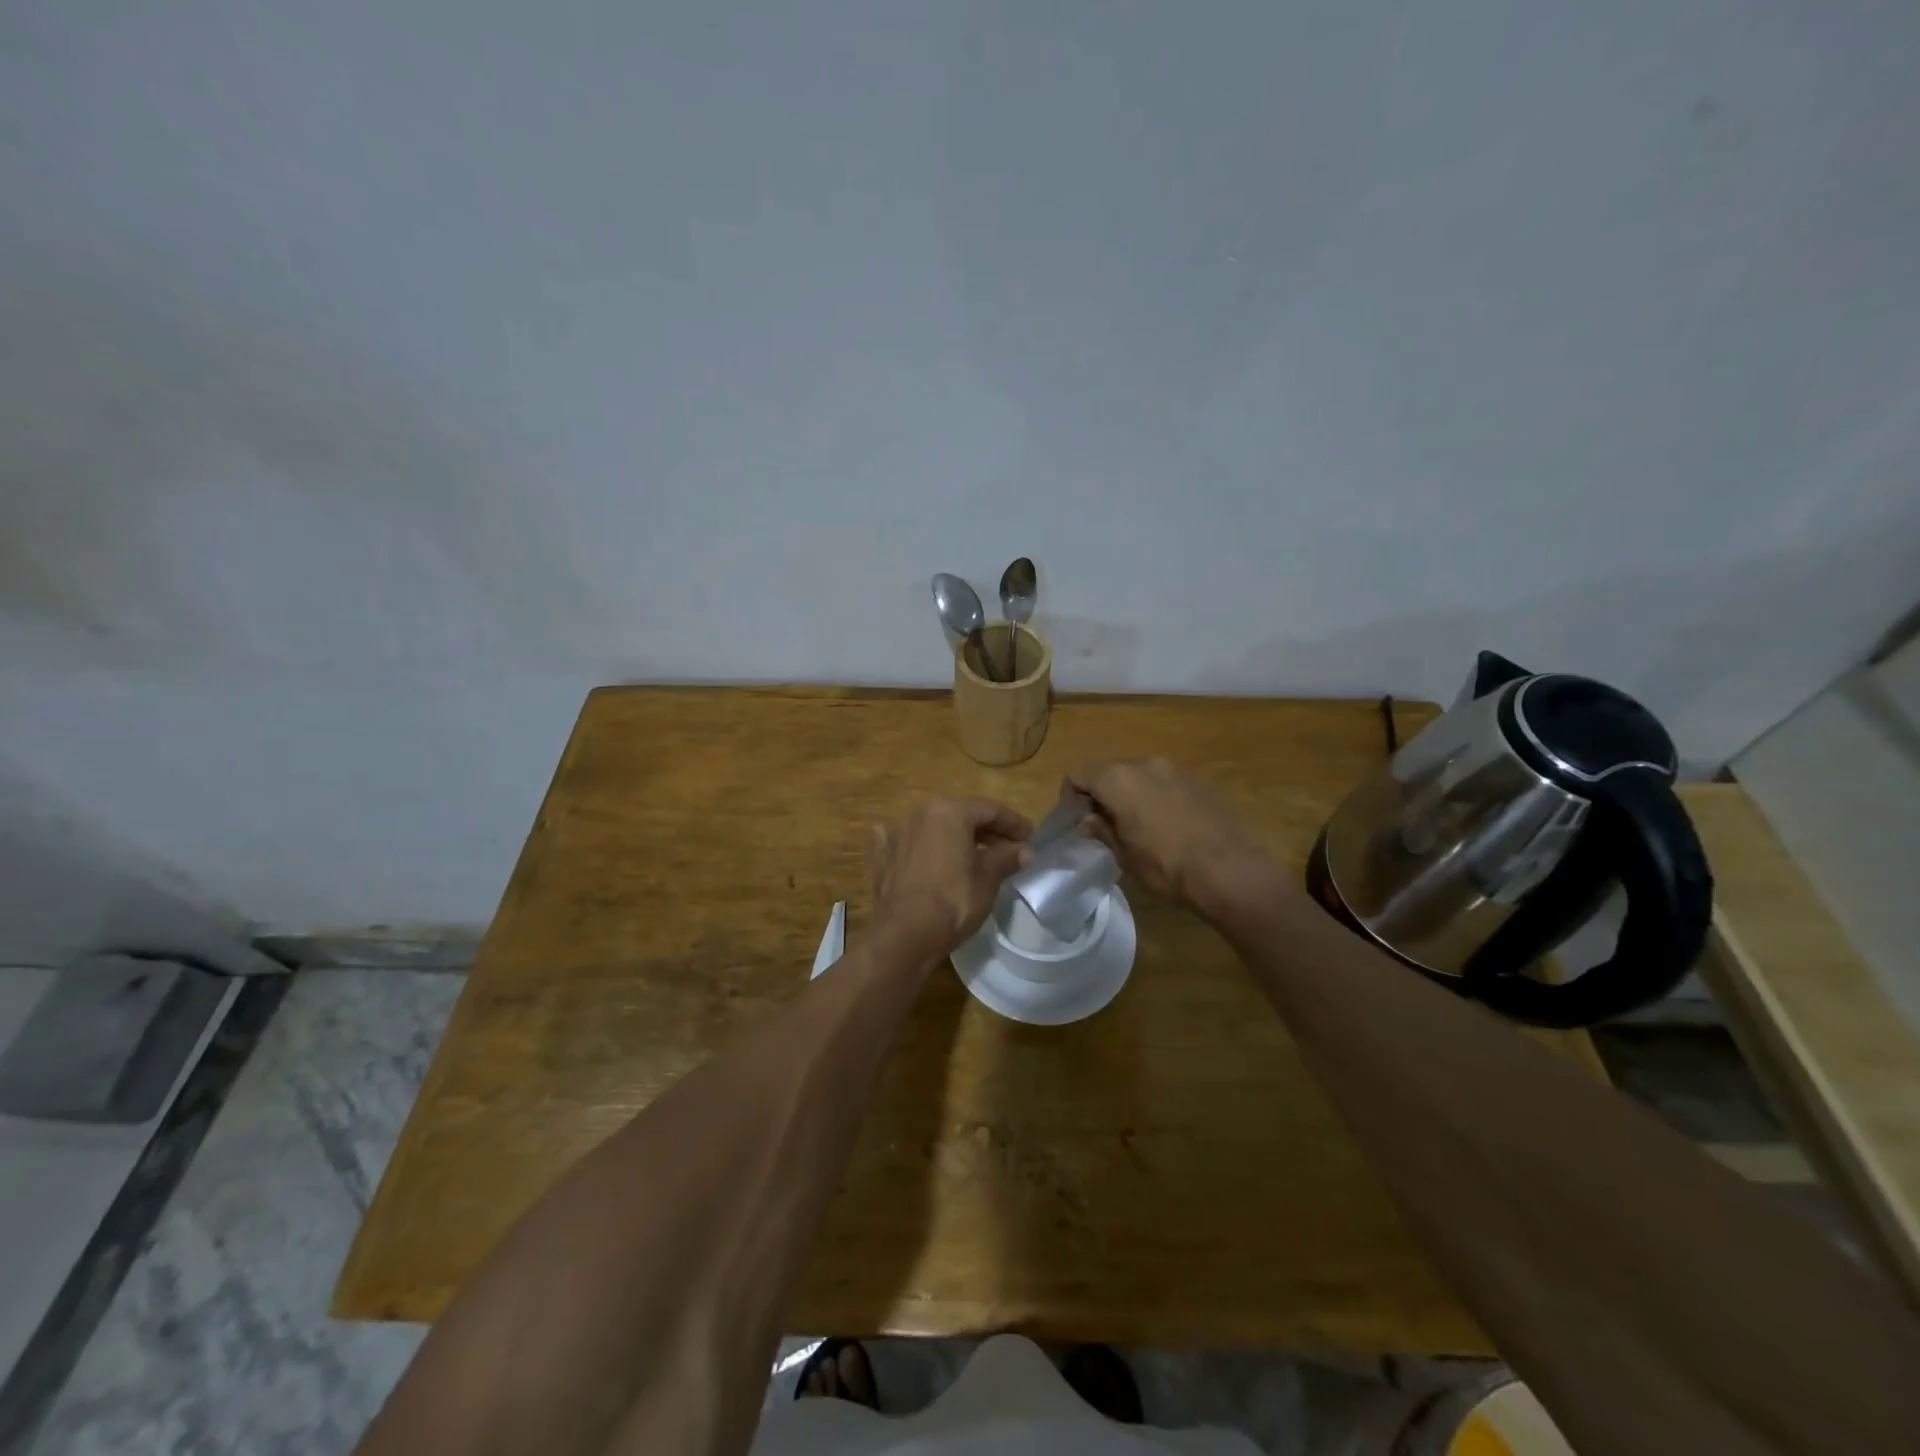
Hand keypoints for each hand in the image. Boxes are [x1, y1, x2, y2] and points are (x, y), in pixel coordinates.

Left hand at [869, 798, 1031, 960]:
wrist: (904, 934)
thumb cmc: (953, 901)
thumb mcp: (988, 879)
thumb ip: (1006, 858)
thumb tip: (1024, 850)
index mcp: (949, 811)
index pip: (989, 809)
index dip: (1013, 823)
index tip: (1029, 836)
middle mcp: (920, 813)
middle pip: (960, 815)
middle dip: (985, 830)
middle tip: (1007, 847)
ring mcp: (896, 833)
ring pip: (933, 828)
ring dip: (954, 838)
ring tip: (973, 856)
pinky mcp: (882, 856)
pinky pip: (905, 843)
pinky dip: (919, 846)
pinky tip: (922, 853)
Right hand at [1068, 758, 1272, 914]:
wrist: (1231, 871)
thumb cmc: (1167, 866)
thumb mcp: (1124, 855)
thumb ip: (1102, 830)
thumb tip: (1089, 819)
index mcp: (1118, 779)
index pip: (1079, 773)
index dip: (1071, 795)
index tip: (1075, 820)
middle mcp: (1145, 763)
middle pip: (1109, 769)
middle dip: (1100, 792)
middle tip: (1102, 824)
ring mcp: (1176, 769)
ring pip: (1139, 774)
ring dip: (1130, 793)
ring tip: (1136, 825)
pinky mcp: (1200, 781)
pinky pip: (1165, 782)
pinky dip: (1156, 796)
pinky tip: (1167, 825)